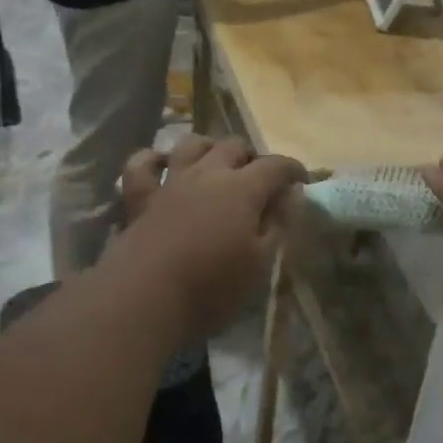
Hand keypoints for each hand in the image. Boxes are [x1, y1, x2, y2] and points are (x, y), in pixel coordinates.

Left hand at [109, 136, 306, 340]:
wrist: (145, 297)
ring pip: (191, 145)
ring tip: (216, 163)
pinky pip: (142, 165)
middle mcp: (207, 174)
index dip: (292, 169)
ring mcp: (171, 182)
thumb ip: (277, 226)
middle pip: (233, 146)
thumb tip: (290, 197)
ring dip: (208, 147)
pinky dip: (152, 158)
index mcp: (242, 189)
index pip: (275, 166)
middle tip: (259, 179)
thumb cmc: (212, 286)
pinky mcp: (140, 198)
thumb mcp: (260, 263)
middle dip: (251, 157)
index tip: (302, 181)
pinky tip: (161, 164)